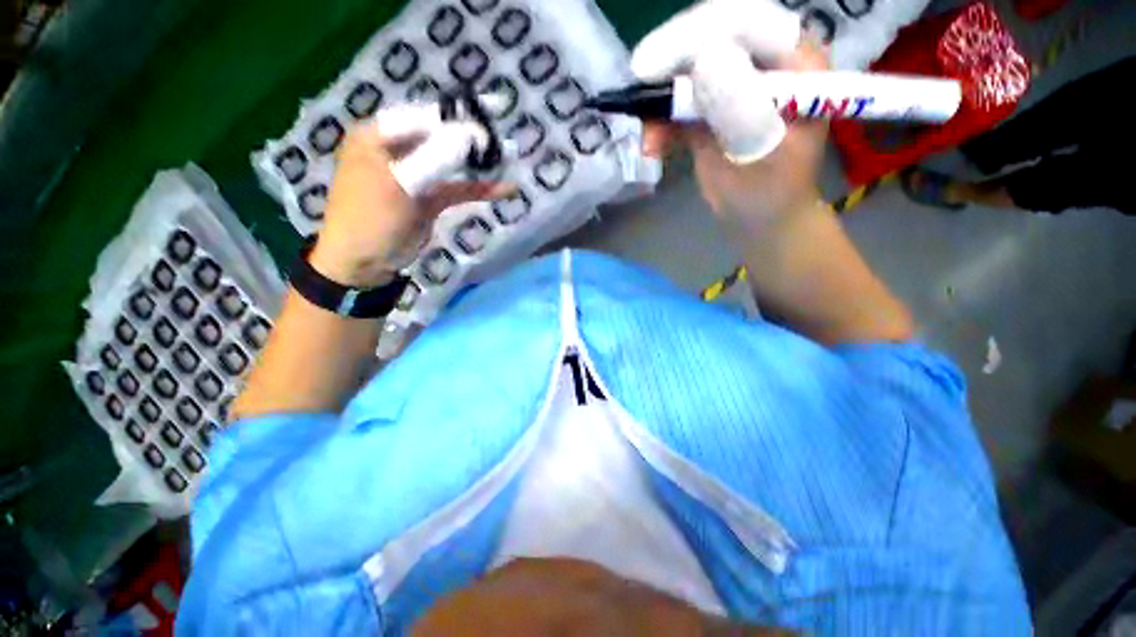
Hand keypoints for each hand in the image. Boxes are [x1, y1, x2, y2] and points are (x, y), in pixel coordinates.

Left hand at [310, 115, 510, 288]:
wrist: (364, 264)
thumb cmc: (370, 219)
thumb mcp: (399, 185)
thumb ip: (434, 159)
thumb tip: (470, 136)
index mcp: (377, 136)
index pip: (422, 118)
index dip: (455, 120)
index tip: (486, 126)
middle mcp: (397, 150)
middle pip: (440, 139)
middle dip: (471, 142)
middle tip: (503, 144)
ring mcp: (416, 176)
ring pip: (452, 165)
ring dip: (478, 166)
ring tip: (508, 162)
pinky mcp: (429, 199)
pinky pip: (457, 190)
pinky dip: (478, 190)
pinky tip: (503, 189)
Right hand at [632, 0, 829, 234]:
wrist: (761, 217)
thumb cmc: (774, 192)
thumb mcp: (764, 153)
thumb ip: (741, 109)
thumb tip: (704, 62)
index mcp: (795, 63)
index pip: (748, 23)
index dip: (700, 34)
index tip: (655, 62)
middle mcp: (764, 63)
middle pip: (711, 39)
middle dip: (671, 67)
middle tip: (640, 91)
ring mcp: (734, 85)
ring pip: (687, 73)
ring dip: (660, 103)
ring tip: (648, 140)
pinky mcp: (710, 109)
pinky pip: (678, 105)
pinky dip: (661, 123)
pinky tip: (653, 146)